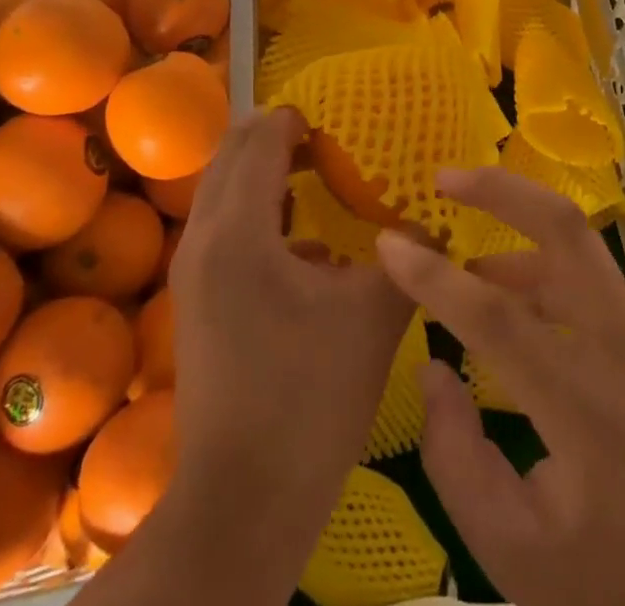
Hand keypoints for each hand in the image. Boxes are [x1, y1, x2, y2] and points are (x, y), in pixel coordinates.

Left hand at [153, 106, 413, 596]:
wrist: (242, 500)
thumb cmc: (310, 397)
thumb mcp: (373, 315)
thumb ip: (408, 256)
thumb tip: (433, 223)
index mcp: (241, 230)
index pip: (262, 140)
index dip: (298, 122)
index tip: (338, 127)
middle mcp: (204, 238)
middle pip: (231, 153)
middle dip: (275, 136)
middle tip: (326, 144)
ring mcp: (191, 271)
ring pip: (220, 189)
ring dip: (261, 172)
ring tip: (314, 181)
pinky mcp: (193, 300)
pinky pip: (220, 225)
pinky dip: (253, 209)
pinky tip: (301, 244)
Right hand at [375, 168, 624, 605]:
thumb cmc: (619, 580)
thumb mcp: (514, 553)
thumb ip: (455, 457)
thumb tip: (433, 366)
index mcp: (590, 407)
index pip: (497, 317)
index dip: (434, 277)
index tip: (388, 243)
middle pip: (564, 229)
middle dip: (498, 188)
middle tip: (444, 178)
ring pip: (575, 253)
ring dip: (515, 245)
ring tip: (469, 272)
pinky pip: (594, 287)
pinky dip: (548, 281)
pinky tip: (527, 315)